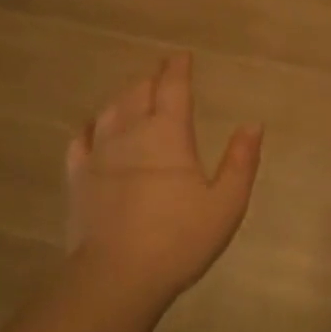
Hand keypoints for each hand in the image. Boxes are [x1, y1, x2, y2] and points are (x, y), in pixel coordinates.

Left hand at [66, 53, 263, 302]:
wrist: (117, 275)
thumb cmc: (179, 239)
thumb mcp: (226, 203)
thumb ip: (241, 161)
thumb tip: (253, 125)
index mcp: (168, 134)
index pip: (173, 88)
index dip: (178, 69)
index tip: (181, 56)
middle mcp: (130, 132)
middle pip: (139, 92)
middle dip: (152, 79)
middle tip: (161, 74)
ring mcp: (99, 152)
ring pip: (110, 110)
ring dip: (124, 97)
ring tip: (133, 94)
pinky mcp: (77, 176)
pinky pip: (81, 139)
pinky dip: (91, 127)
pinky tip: (93, 128)